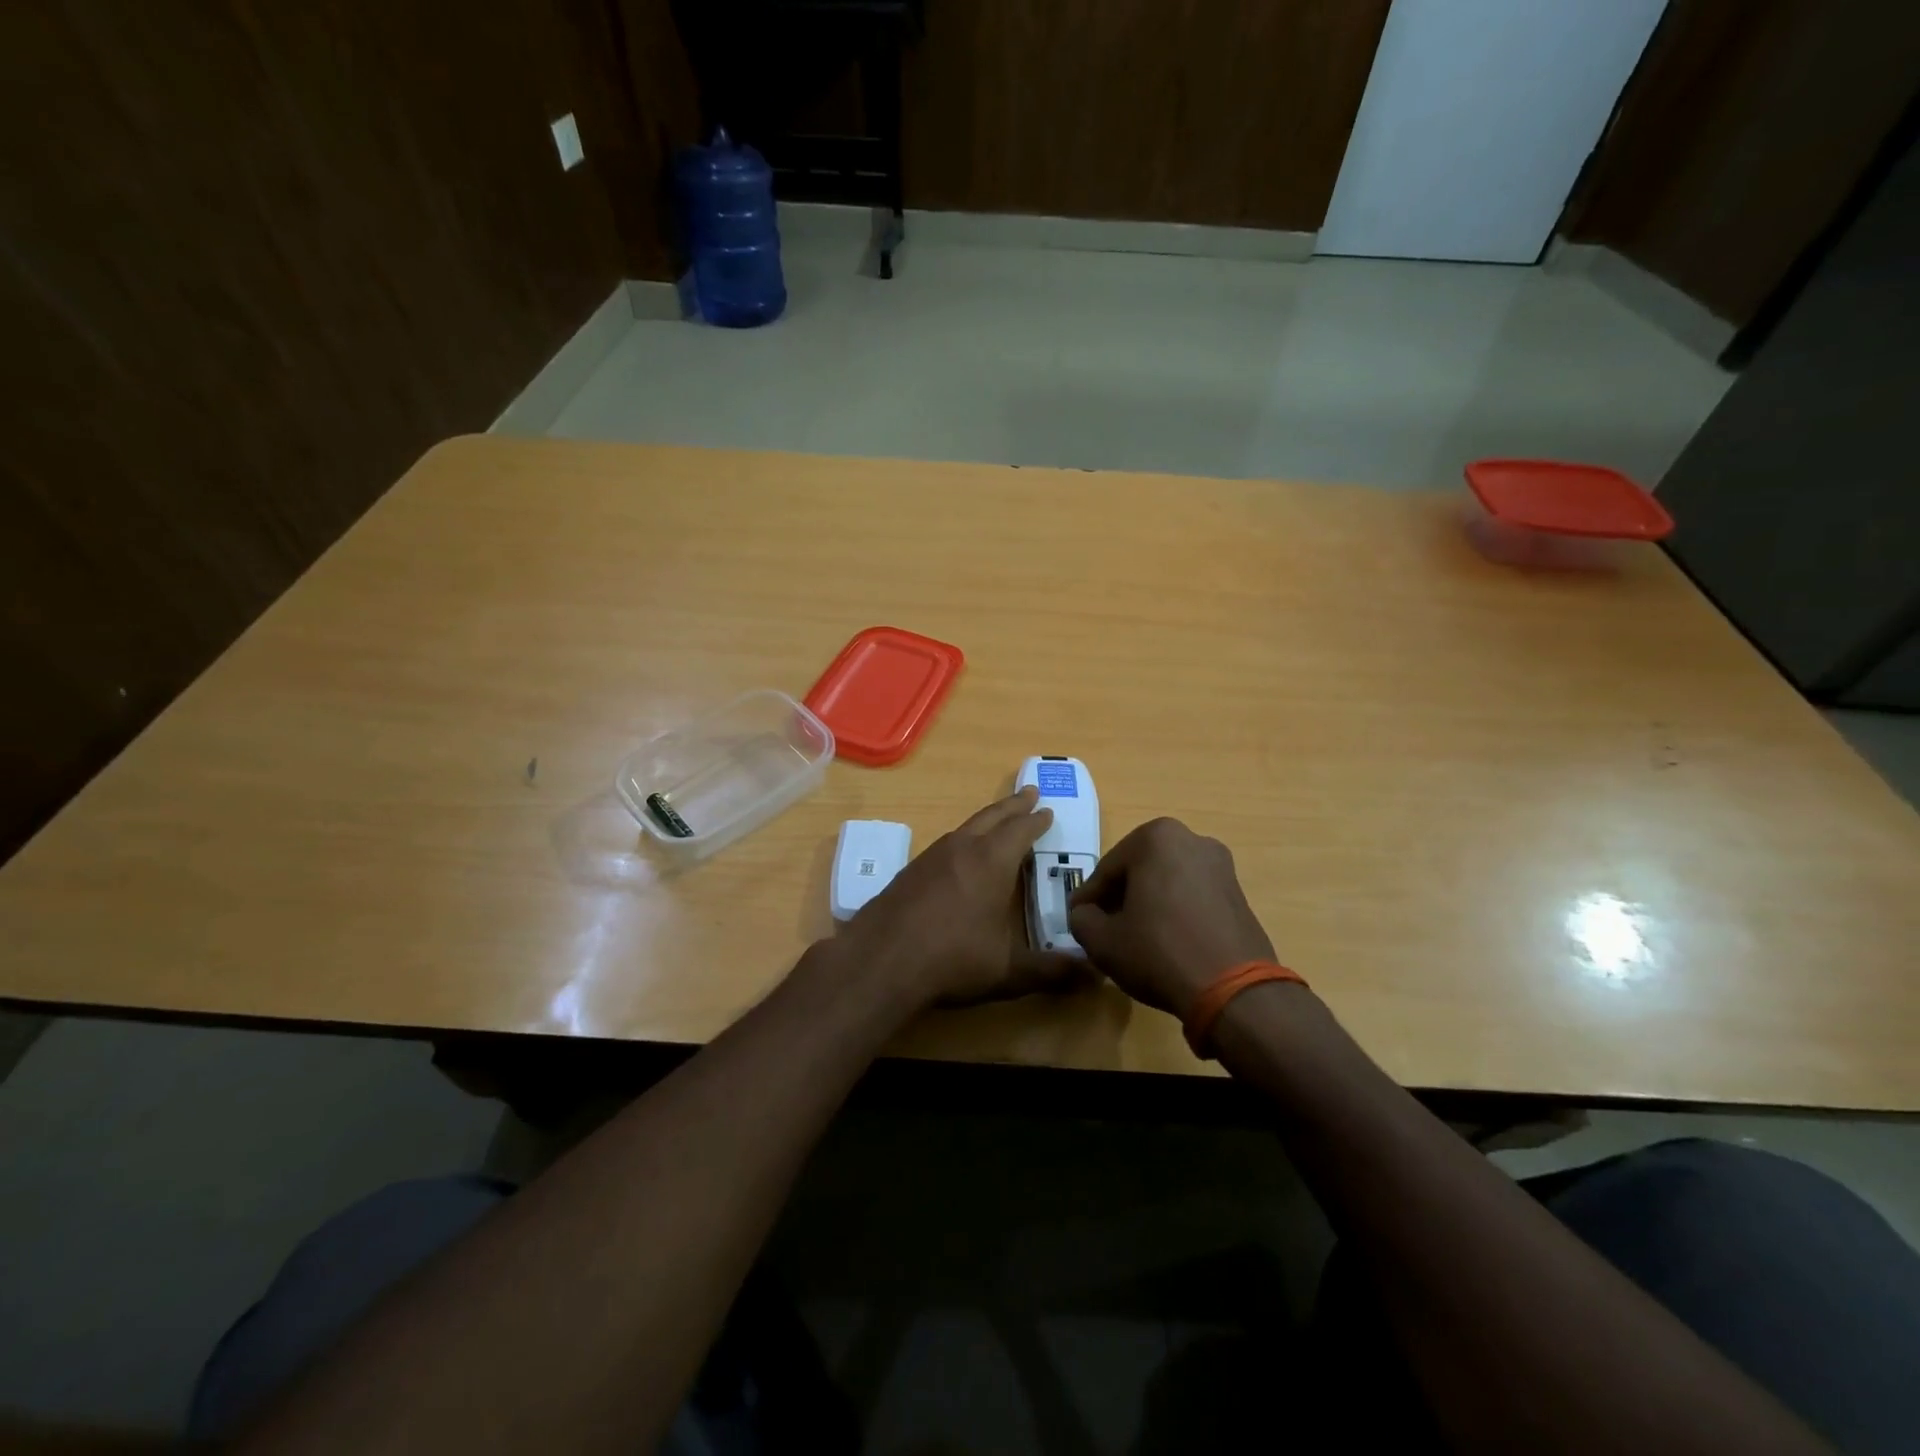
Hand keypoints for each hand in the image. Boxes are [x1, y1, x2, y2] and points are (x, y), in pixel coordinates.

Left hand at [838, 788, 1091, 1009]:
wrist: (880, 961)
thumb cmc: (952, 960)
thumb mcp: (1008, 971)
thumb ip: (1052, 972)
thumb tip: (1095, 975)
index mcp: (992, 862)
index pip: (1021, 830)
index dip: (1037, 820)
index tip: (1048, 810)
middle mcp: (962, 849)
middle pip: (992, 817)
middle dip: (1013, 805)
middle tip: (1028, 792)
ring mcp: (931, 856)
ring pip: (966, 826)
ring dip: (987, 819)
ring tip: (997, 820)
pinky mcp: (909, 870)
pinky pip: (945, 843)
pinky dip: (963, 838)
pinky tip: (958, 855)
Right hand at [1067, 818, 1276, 1019]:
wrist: (1234, 989)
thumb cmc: (1159, 952)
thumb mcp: (1102, 940)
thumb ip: (1082, 919)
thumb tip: (1086, 914)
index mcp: (1155, 838)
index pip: (1107, 869)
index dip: (1089, 898)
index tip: (1078, 920)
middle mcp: (1191, 840)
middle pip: (1139, 870)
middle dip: (1121, 896)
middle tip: (1104, 927)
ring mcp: (1221, 865)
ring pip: (1167, 881)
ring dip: (1149, 903)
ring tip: (1135, 937)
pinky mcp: (1239, 893)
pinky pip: (1193, 896)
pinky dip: (1176, 912)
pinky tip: (1167, 942)